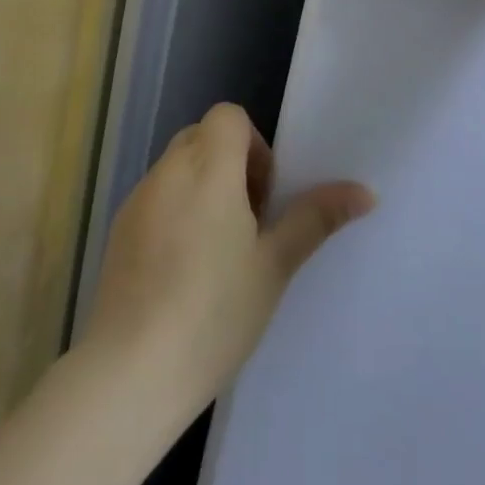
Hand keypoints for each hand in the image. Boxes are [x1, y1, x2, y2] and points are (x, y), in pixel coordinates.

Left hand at [81, 103, 374, 434]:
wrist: (132, 368)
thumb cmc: (215, 312)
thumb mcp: (274, 265)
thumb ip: (314, 219)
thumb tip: (364, 192)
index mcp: (207, 168)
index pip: (228, 115)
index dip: (254, 145)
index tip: (264, 197)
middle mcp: (166, 172)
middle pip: (202, 136)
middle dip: (230, 164)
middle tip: (250, 222)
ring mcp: (137, 200)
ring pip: (176, 168)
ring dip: (202, 188)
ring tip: (219, 251)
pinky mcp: (119, 228)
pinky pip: (155, 197)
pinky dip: (175, 211)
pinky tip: (184, 270)